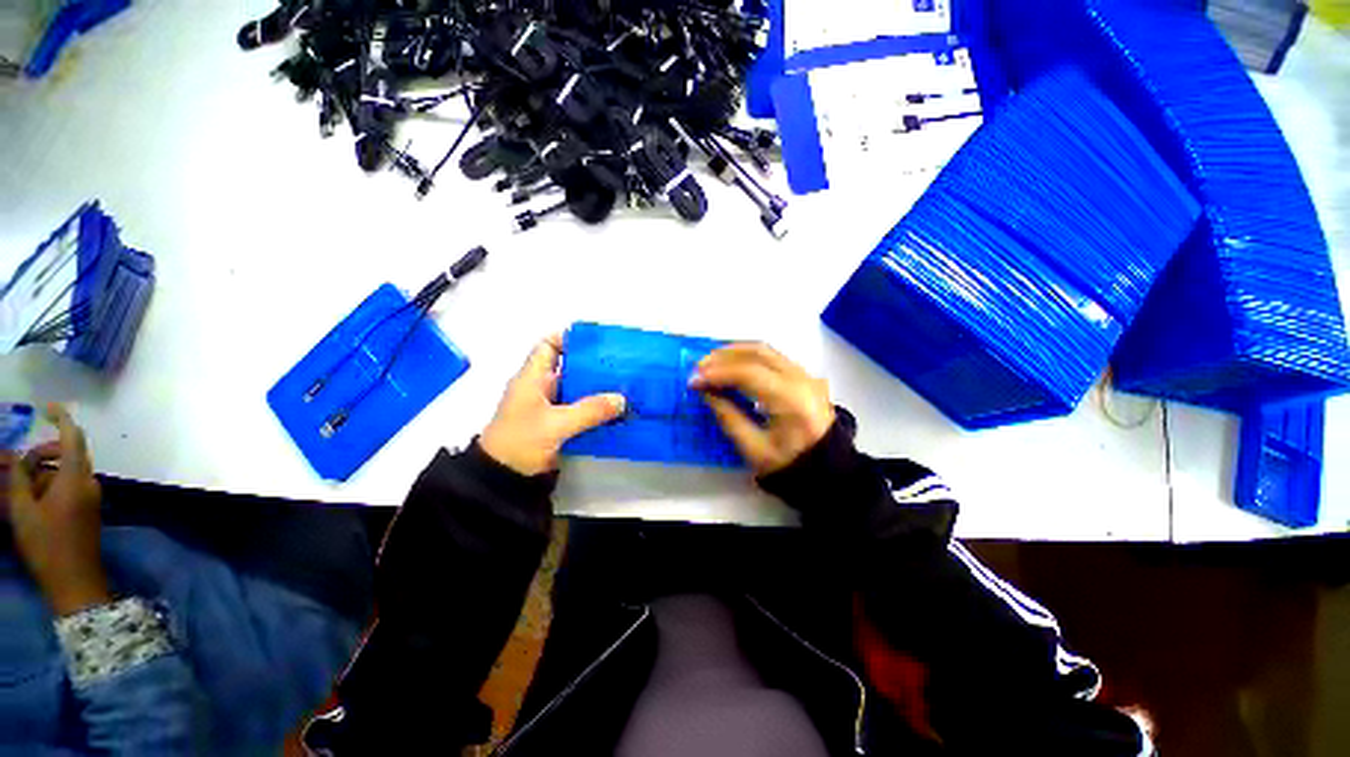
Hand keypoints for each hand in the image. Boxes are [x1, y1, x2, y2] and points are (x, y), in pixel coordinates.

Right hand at [2, 404, 108, 616]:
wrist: (75, 582)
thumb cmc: (46, 545)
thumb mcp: (22, 510)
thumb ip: (18, 478)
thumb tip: (16, 457)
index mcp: (76, 478)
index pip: (73, 438)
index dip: (62, 419)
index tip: (48, 407)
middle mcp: (89, 482)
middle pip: (68, 453)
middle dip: (42, 453)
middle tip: (17, 468)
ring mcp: (91, 496)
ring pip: (66, 471)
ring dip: (43, 472)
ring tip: (19, 490)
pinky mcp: (88, 509)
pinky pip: (69, 486)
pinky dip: (49, 485)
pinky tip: (31, 501)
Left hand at [480, 335, 626, 475]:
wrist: (503, 479)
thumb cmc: (521, 442)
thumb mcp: (556, 424)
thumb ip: (590, 411)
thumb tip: (621, 399)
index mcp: (532, 378)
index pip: (548, 346)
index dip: (569, 338)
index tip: (597, 340)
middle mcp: (542, 388)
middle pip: (570, 367)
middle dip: (594, 365)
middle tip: (621, 363)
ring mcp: (551, 408)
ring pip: (578, 390)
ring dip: (598, 389)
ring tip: (625, 385)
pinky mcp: (558, 425)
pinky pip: (581, 410)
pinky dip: (597, 408)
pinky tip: (616, 409)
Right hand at [690, 343, 834, 475]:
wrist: (829, 472)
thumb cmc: (790, 466)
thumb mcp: (753, 449)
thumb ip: (728, 416)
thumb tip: (706, 391)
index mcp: (790, 400)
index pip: (748, 373)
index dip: (717, 374)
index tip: (693, 381)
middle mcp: (801, 379)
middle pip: (758, 353)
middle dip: (723, 356)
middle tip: (699, 367)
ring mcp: (806, 375)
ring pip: (766, 350)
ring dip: (735, 352)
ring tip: (710, 363)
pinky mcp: (804, 376)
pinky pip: (772, 357)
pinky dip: (748, 357)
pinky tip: (732, 365)